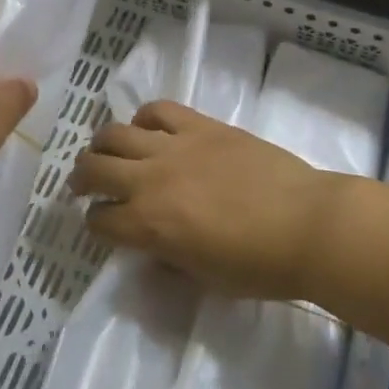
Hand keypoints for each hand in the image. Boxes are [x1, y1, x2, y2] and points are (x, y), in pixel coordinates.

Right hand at [71, 101, 341, 299]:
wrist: (307, 225)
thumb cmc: (258, 265)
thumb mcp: (203, 278)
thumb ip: (168, 259)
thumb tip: (152, 247)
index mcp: (147, 226)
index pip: (99, 220)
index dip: (96, 225)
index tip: (103, 225)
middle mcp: (149, 181)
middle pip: (93, 168)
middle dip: (81, 178)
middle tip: (84, 184)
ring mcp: (174, 147)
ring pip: (115, 133)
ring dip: (102, 144)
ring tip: (106, 151)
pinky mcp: (200, 125)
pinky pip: (158, 110)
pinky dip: (145, 117)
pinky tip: (147, 128)